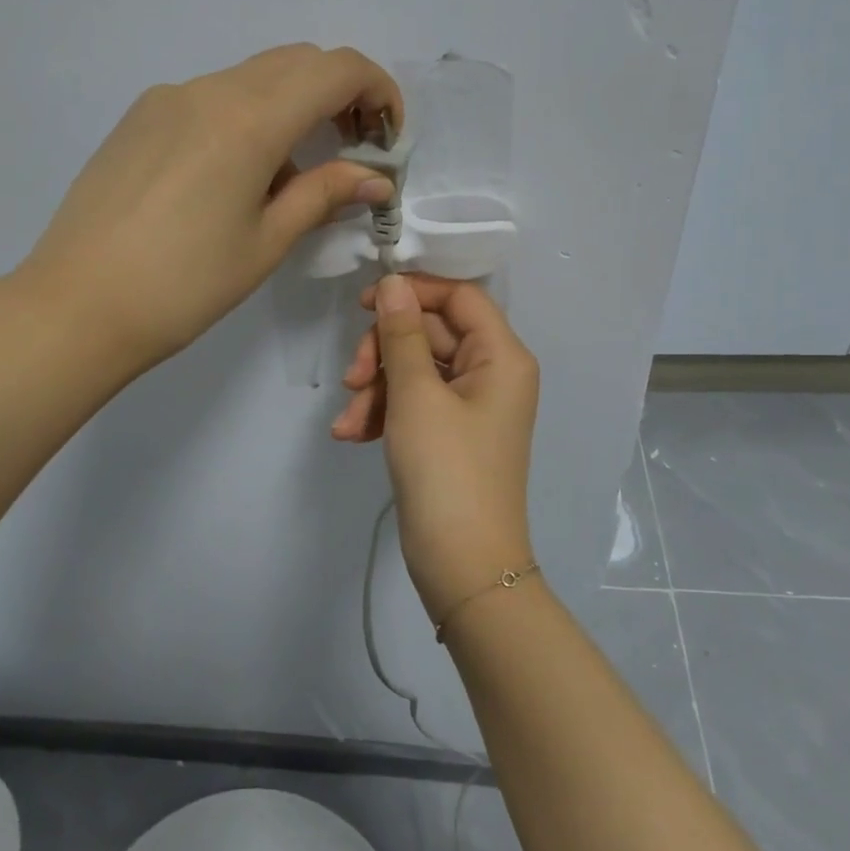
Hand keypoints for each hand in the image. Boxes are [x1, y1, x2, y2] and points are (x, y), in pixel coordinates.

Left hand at [16, 44, 402, 377]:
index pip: (336, 69)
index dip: (378, 90)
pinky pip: (213, 97)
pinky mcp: (140, 116)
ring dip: (293, 107)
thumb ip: (325, 194)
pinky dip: (248, 117)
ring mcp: (168, 98)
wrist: (76, 306)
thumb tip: (376, 179)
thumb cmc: (184, 285)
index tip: (388, 135)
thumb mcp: (266, 242)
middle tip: (355, 148)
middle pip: (297, 62)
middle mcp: (209, 90)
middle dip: (340, 94)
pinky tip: (236, 175)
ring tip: (293, 174)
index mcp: (249, 120)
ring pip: (254, 77)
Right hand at [333, 273, 539, 622]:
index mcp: (501, 356)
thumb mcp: (416, 395)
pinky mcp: (449, 433)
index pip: (459, 296)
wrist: (463, 567)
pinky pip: (414, 403)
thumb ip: (402, 333)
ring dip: (376, 388)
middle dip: (384, 352)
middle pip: (431, 333)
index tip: (366, 302)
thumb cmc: (446, 471)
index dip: (414, 291)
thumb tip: (394, 282)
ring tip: (348, 422)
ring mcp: (470, 406)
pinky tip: (352, 435)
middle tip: (353, 377)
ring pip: (415, 370)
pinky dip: (383, 413)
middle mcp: (492, 373)